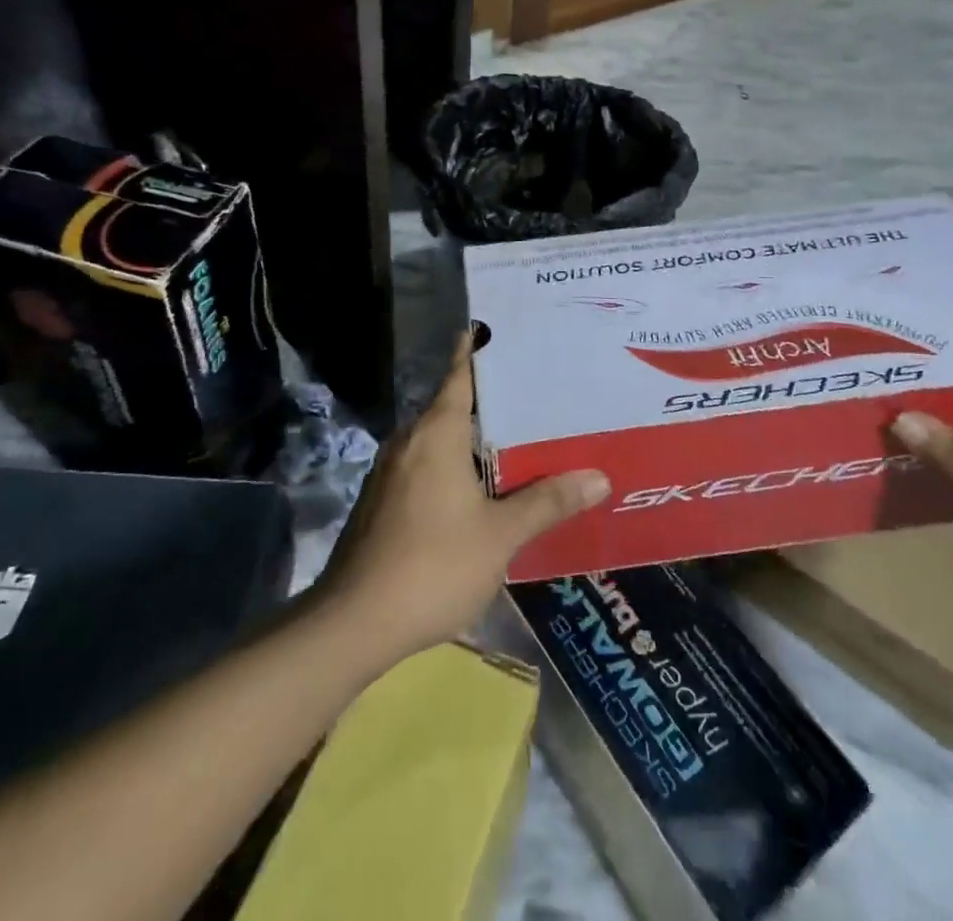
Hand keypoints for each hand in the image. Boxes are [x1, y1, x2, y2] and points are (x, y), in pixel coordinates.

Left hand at [319, 332, 609, 660]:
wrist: (354, 622)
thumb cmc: (433, 565)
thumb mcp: (500, 535)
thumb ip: (547, 502)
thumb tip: (598, 476)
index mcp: (436, 433)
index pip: (460, 374)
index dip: (479, 350)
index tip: (502, 331)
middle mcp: (409, 440)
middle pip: (453, 405)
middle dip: (491, 400)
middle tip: (537, 394)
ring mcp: (391, 472)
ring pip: (439, 439)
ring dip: (473, 438)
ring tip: (519, 439)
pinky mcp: (382, 501)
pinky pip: (426, 466)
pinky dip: (455, 465)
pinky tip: (482, 488)